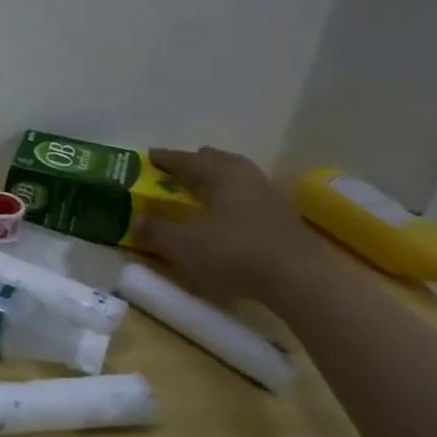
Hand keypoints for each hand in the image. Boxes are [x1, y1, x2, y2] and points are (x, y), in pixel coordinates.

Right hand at [136, 146, 327, 303]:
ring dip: (218, 184)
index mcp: (220, 174)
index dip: (166, 158)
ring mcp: (270, 199)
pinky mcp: (285, 222)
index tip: (149, 156)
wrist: (301, 280)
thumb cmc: (232, 251)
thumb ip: (154, 229)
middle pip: (219, 163)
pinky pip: (250, 201)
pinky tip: (227, 218)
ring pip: (238, 181)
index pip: (186, 159)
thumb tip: (136, 219)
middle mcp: (247, 178)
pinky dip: (233, 203)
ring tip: (202, 193)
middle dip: (197, 165)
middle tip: (179, 171)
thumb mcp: (180, 243)